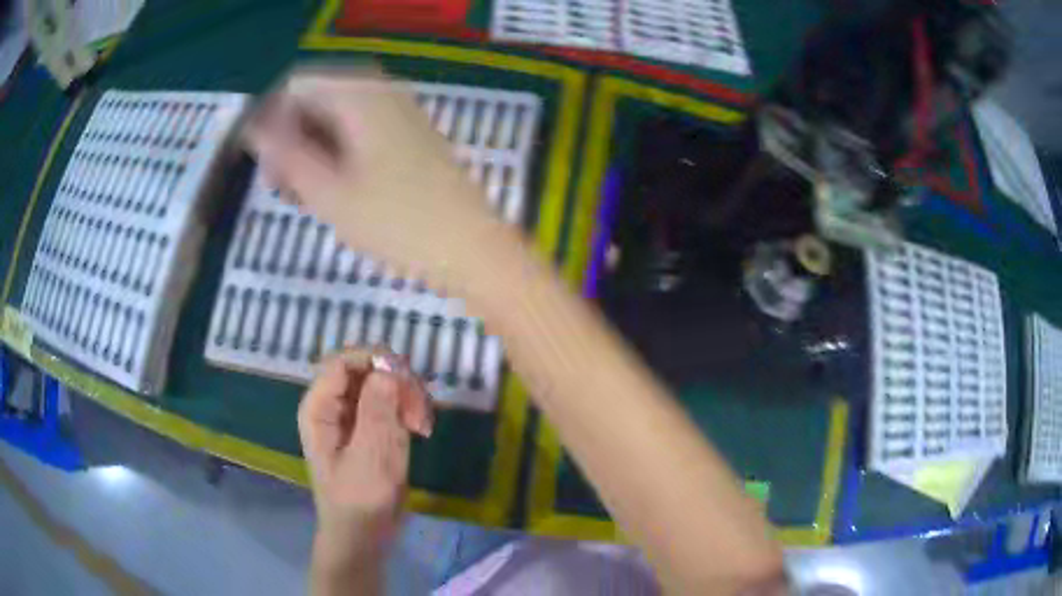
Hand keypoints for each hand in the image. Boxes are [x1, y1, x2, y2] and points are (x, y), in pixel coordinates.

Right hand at [243, 66, 514, 294]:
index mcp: (361, 94)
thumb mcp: (328, 192)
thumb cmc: (398, 223)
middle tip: (283, 186)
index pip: (298, 85)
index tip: (264, 163)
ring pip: (339, 118)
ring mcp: (402, 113)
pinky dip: (339, 154)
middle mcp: (383, 92)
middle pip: (319, 99)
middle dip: (292, 136)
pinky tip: (335, 190)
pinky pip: (362, 132)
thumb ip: (286, 154)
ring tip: (305, 195)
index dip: (272, 119)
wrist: (472, 249)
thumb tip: (255, 128)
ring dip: (314, 148)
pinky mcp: (413, 137)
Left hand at [298, 348, 433, 583]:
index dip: (376, 361)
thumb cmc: (360, 500)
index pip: (344, 361)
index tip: (408, 382)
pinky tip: (421, 428)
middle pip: (365, 368)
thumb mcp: (371, 456)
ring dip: (407, 396)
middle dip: (397, 382)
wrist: (364, 534)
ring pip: (381, 382)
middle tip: (420, 410)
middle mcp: (332, 403)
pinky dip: (408, 409)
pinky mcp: (369, 426)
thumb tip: (388, 367)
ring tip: (423, 425)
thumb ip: (377, 410)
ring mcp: (351, 414)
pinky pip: (389, 401)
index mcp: (319, 407)